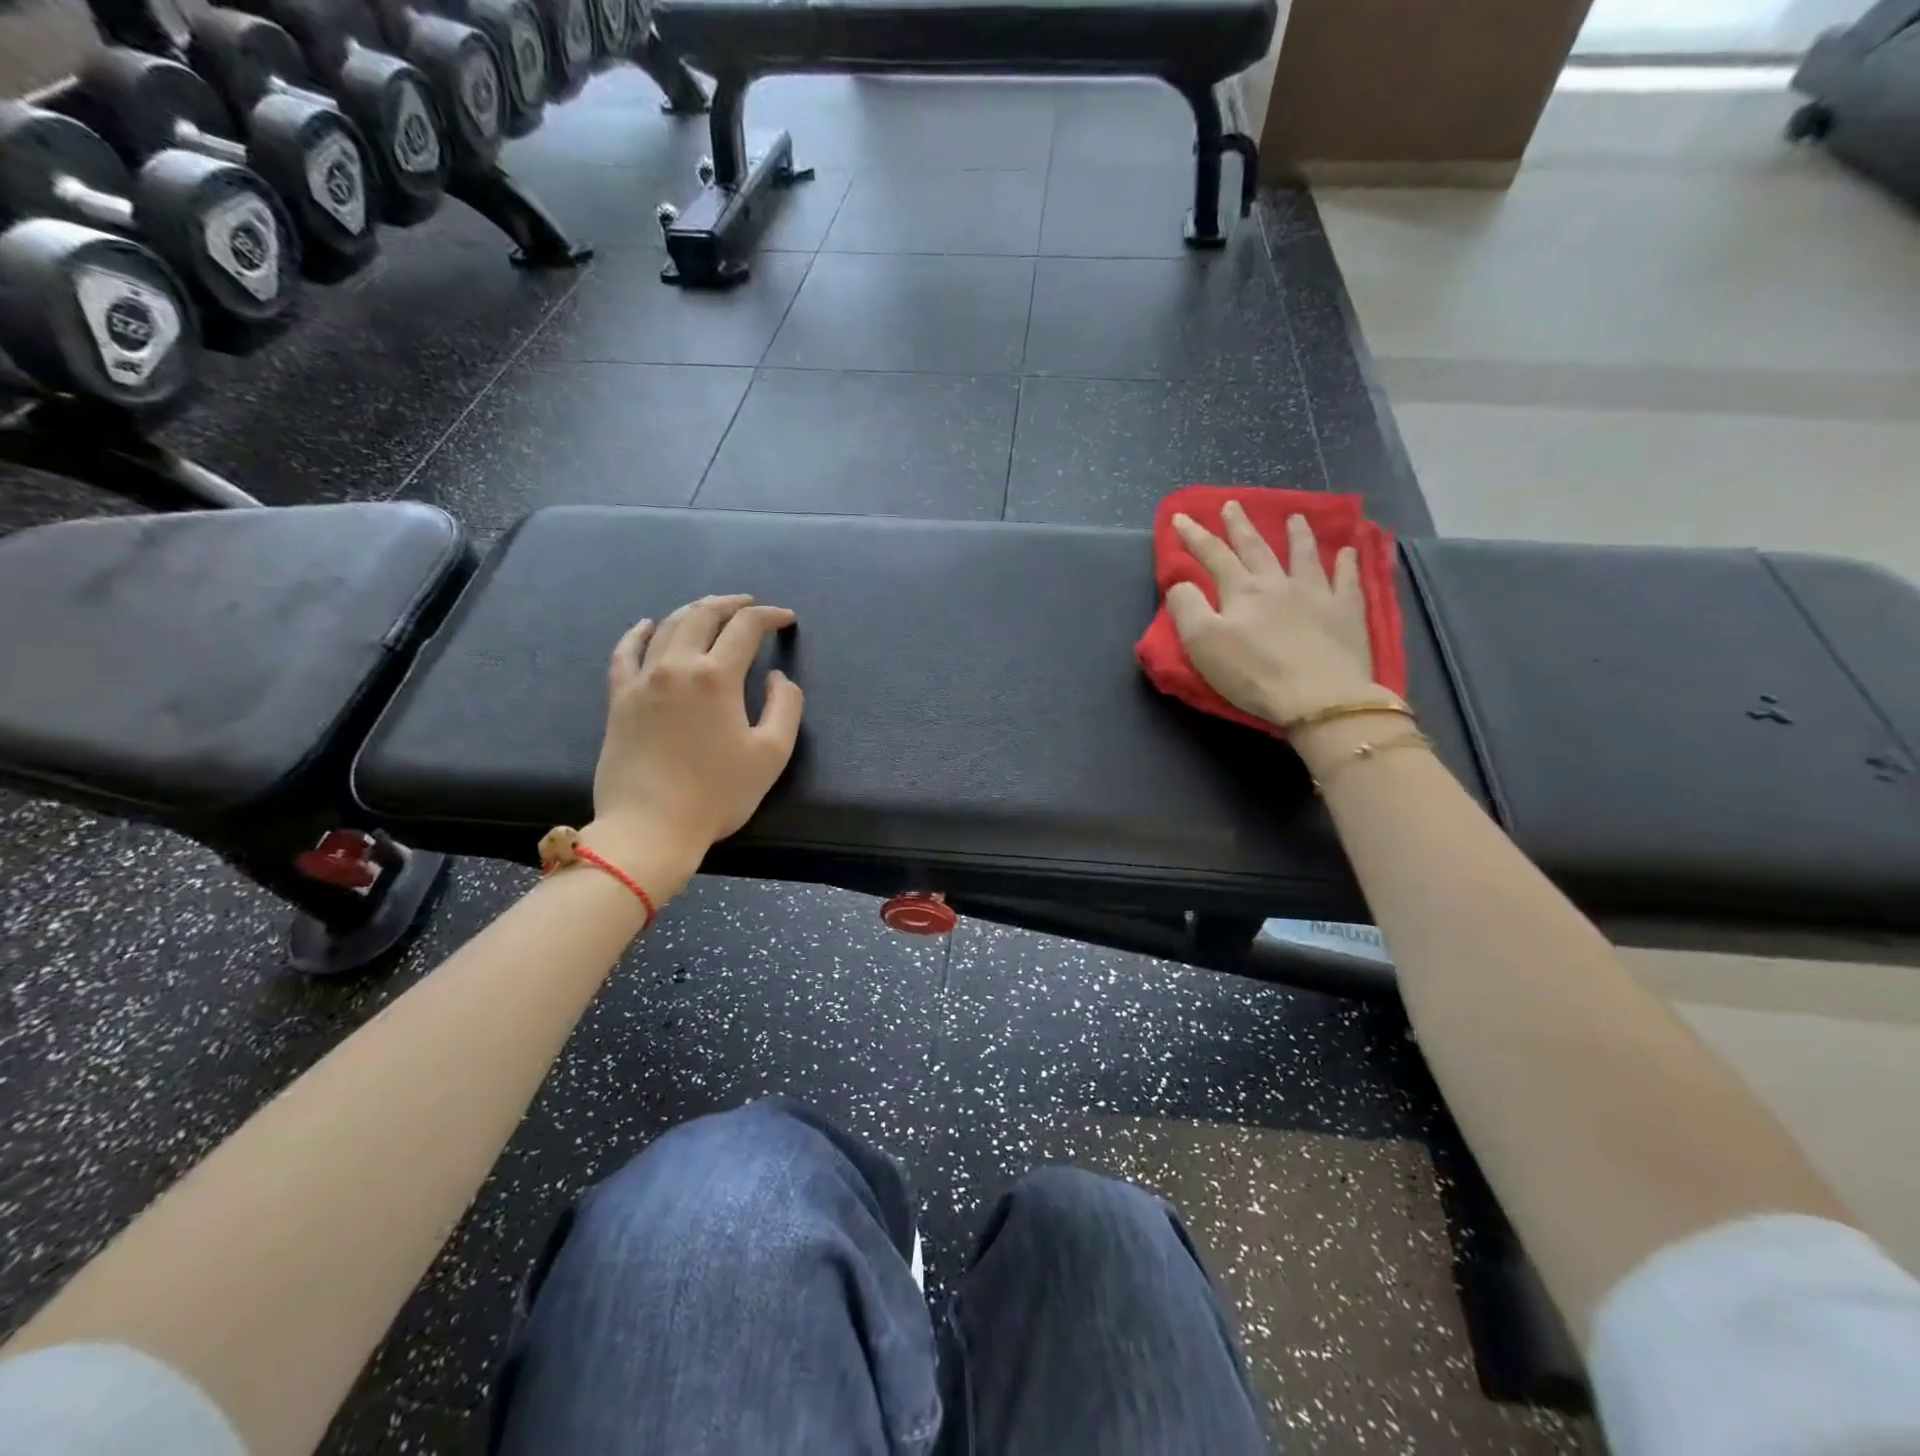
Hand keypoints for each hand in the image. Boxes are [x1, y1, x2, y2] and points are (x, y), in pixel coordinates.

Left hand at [592, 595, 803, 851]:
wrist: (650, 827)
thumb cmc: (718, 794)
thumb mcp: (771, 753)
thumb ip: (785, 706)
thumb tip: (776, 677)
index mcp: (716, 677)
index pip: (746, 628)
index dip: (770, 616)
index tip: (786, 619)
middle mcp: (676, 666)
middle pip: (703, 615)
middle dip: (731, 604)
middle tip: (750, 605)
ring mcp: (642, 680)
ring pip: (667, 627)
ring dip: (693, 611)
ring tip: (711, 610)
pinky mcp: (619, 699)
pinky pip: (625, 653)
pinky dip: (638, 633)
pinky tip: (647, 625)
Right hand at [1167, 503, 1396, 727]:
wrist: (1319, 697)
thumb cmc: (1253, 674)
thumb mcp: (1202, 644)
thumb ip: (1187, 608)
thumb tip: (1181, 583)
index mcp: (1241, 591)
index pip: (1213, 555)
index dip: (1194, 536)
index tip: (1180, 517)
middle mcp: (1278, 583)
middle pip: (1256, 548)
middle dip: (1240, 526)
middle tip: (1232, 505)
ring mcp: (1317, 594)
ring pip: (1304, 556)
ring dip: (1297, 535)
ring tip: (1295, 517)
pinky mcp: (1346, 613)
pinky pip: (1348, 580)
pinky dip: (1347, 563)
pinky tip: (1349, 551)